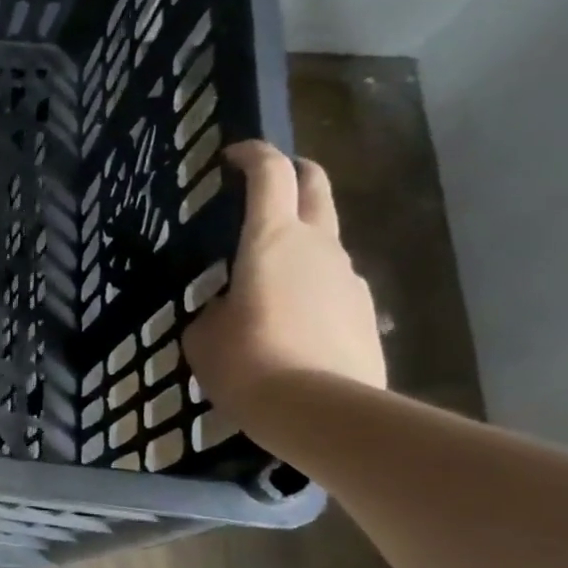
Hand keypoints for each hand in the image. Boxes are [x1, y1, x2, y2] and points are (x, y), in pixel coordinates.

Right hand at [183, 140, 384, 420]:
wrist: (319, 411)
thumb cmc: (246, 362)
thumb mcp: (203, 335)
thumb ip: (213, 309)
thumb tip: (226, 308)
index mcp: (270, 241)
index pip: (270, 175)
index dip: (253, 156)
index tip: (233, 155)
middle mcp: (317, 247)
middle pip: (316, 188)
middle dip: (295, 173)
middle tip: (272, 180)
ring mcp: (349, 279)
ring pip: (325, 242)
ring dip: (300, 243)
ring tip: (267, 280)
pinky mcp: (365, 313)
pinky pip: (333, 287)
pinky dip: (312, 289)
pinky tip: (291, 323)